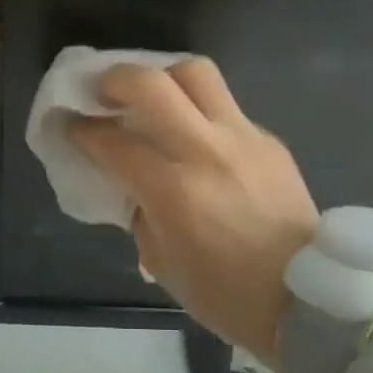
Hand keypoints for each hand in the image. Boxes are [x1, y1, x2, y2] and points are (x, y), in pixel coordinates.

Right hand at [72, 58, 316, 359]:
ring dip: (164, 77)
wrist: (306, 299)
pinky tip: (196, 136)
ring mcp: (243, 138)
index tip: (66, 122)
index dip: (81, 128)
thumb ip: (137, 206)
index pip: (113, 141)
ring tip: (152, 97)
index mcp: (174, 190)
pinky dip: (200, 111)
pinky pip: (226, 107)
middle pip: (153, 83)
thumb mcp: (160, 259)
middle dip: (116, 79)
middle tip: (103, 92)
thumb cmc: (224, 293)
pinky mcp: (268, 139)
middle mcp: (206, 151)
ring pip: (197, 73)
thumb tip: (128, 174)